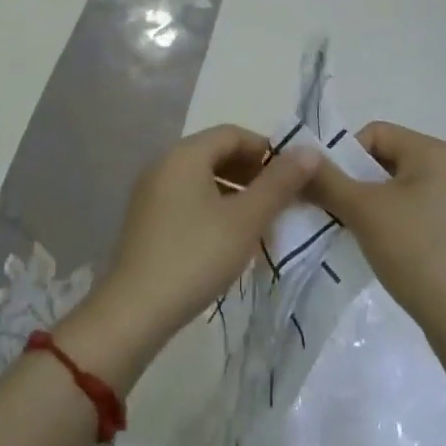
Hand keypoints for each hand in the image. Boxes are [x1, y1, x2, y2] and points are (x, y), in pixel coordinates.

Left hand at [75, 126, 319, 376]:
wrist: (135, 311)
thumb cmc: (196, 256)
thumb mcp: (245, 220)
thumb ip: (279, 184)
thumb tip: (310, 151)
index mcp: (185, 154)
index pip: (233, 134)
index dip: (266, 150)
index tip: (293, 177)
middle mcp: (164, 163)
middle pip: (216, 153)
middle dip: (252, 172)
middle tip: (281, 200)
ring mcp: (151, 192)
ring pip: (202, 178)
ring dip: (235, 192)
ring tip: (261, 221)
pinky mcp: (146, 219)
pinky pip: (188, 198)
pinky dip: (214, 207)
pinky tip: (230, 238)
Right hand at [306, 122, 445, 351]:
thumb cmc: (415, 251)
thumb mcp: (364, 210)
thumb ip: (327, 180)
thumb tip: (296, 154)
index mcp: (431, 151)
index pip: (374, 132)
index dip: (345, 154)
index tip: (328, 186)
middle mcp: (442, 167)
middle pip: (380, 157)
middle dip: (350, 179)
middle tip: (328, 206)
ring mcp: (444, 199)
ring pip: (388, 186)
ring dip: (360, 201)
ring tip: (343, 225)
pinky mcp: (442, 227)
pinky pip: (400, 208)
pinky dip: (378, 218)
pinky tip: (365, 241)